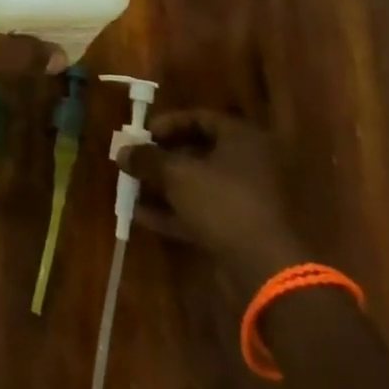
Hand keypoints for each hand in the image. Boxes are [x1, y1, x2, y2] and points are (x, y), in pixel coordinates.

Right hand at [117, 110, 311, 288]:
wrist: (266, 270)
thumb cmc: (223, 203)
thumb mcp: (176, 174)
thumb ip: (146, 159)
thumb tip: (122, 151)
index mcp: (242, 140)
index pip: (200, 118)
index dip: (168, 124)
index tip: (142, 135)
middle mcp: (249, 165)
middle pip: (199, 152)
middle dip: (162, 159)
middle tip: (136, 163)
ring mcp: (248, 200)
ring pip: (199, 185)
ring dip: (165, 187)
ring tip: (132, 191)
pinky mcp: (242, 231)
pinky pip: (204, 212)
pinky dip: (176, 212)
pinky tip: (143, 218)